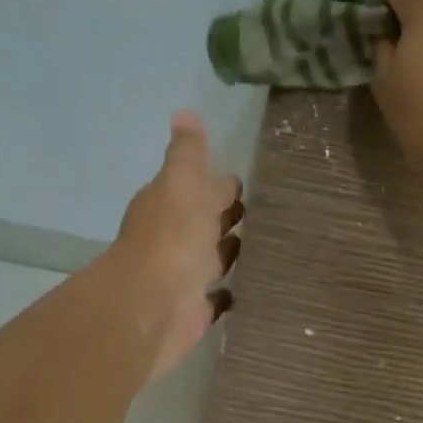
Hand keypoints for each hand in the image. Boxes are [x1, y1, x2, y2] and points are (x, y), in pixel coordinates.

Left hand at [107, 110, 243, 382]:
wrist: (152, 307)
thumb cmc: (172, 239)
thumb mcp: (182, 183)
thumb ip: (187, 153)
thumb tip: (183, 113)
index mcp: (169, 204)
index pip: (198, 187)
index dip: (219, 184)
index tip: (250, 182)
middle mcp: (173, 238)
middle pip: (204, 222)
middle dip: (227, 217)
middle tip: (269, 213)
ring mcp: (183, 275)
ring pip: (212, 258)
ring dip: (230, 252)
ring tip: (267, 245)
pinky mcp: (193, 309)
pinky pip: (216, 297)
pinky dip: (228, 292)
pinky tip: (251, 286)